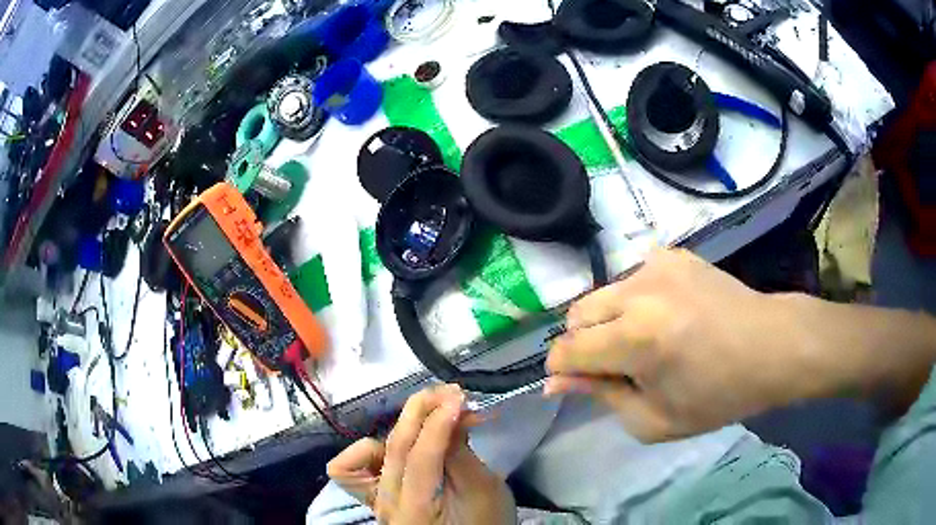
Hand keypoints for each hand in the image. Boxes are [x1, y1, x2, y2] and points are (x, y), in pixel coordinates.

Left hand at [327, 384, 515, 523]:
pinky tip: (392, 446)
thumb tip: (453, 412)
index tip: (459, 397)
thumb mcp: (486, 492)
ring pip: (368, 452)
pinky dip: (366, 452)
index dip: (438, 423)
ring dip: (400, 426)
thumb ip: (462, 454)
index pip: (420, 457)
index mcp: (418, 509)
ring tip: (430, 418)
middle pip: (394, 447)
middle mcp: (387, 503)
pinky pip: (349, 471)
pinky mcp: (372, 496)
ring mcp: (374, 500)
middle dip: (421, 411)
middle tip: (449, 393)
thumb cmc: (485, 523)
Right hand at [545, 249, 826, 441]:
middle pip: (577, 315)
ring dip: (607, 322)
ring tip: (641, 342)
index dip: (562, 371)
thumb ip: (601, 396)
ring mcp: (657, 265)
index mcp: (635, 338)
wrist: (771, 347)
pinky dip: (634, 302)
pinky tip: (662, 317)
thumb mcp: (654, 419)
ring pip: (602, 295)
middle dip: (584, 345)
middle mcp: (639, 291)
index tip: (575, 385)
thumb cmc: (718, 395)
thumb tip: (557, 381)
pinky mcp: (673, 255)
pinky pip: (631, 279)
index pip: (568, 350)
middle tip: (615, 368)